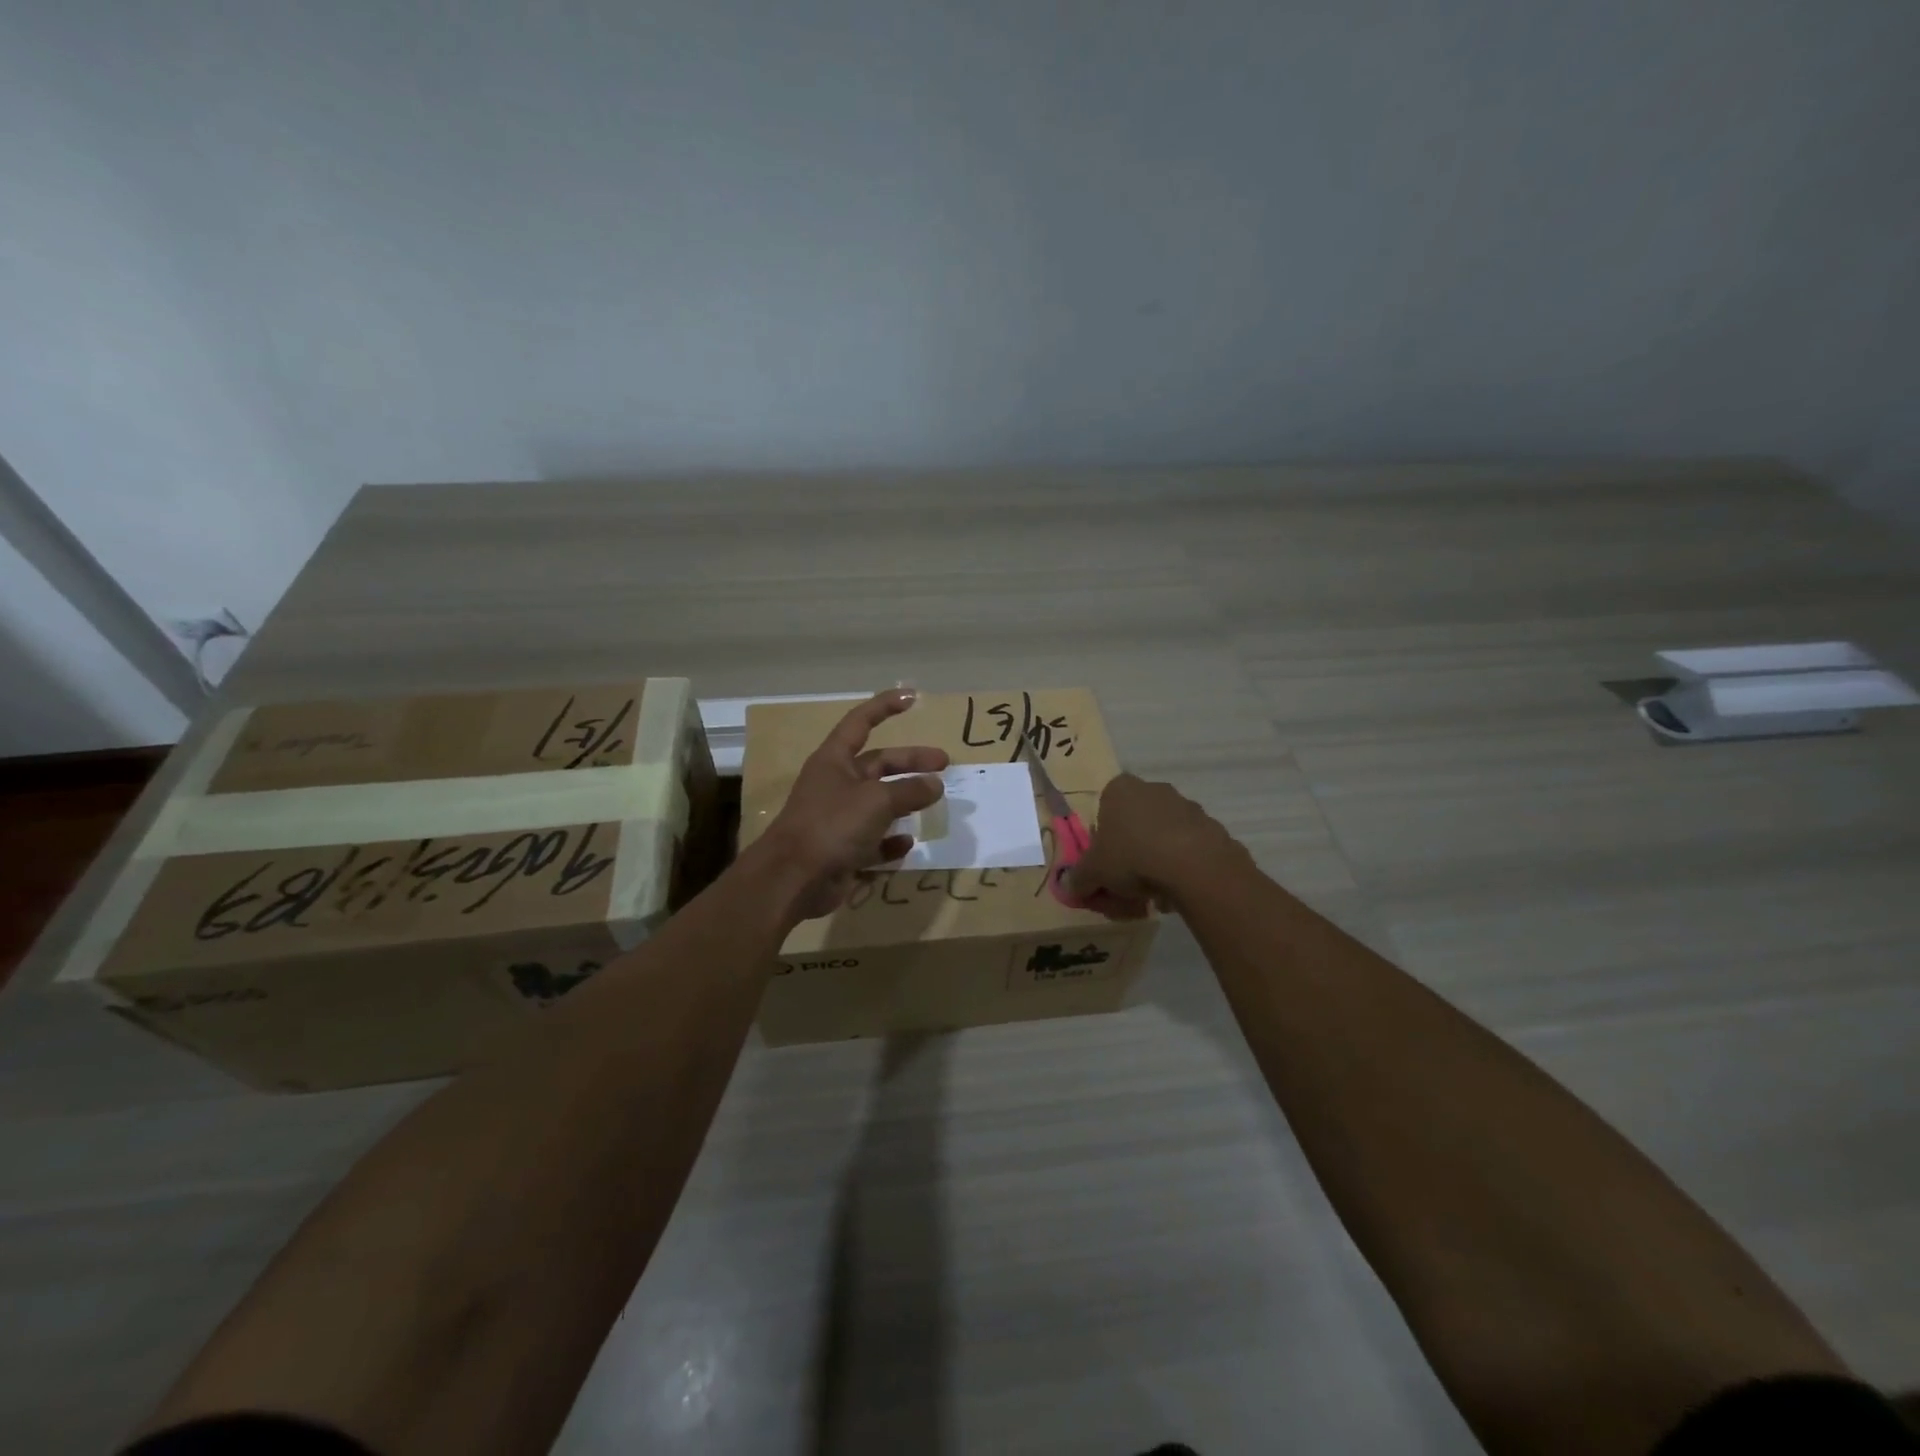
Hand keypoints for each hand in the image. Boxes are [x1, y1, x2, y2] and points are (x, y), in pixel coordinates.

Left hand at [758, 689, 949, 920]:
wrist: (793, 878)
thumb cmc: (832, 825)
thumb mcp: (877, 801)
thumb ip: (909, 791)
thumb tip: (935, 784)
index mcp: (835, 760)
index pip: (862, 722)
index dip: (886, 706)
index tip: (912, 697)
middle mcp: (836, 784)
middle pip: (879, 765)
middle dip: (911, 763)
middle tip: (944, 765)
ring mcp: (839, 818)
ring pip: (879, 804)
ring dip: (905, 803)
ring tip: (933, 803)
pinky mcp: (843, 850)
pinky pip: (873, 841)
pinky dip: (891, 841)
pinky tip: (908, 843)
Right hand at [1066, 774, 1243, 914]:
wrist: (1193, 864)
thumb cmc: (1131, 856)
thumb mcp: (1092, 872)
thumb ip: (1078, 879)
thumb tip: (1070, 887)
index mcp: (1120, 789)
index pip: (1103, 812)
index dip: (1101, 843)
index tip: (1104, 868)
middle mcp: (1153, 789)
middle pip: (1133, 827)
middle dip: (1128, 858)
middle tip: (1125, 890)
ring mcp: (1185, 806)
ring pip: (1160, 839)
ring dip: (1154, 865)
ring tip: (1152, 898)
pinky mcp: (1211, 827)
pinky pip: (1186, 850)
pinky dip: (1179, 869)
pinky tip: (1175, 893)